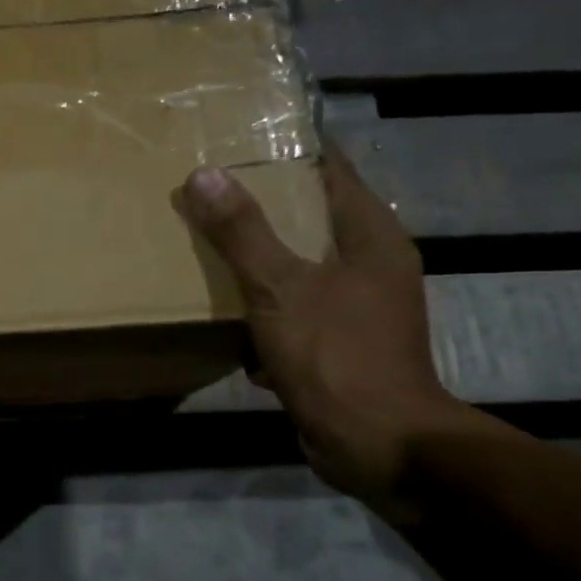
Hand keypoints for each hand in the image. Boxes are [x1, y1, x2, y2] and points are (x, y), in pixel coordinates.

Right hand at [180, 147, 477, 513]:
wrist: (376, 443)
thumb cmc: (336, 354)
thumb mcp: (280, 287)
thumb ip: (242, 232)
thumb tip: (204, 174)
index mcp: (372, 237)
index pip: (333, 171)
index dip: (292, 150)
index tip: (243, 137)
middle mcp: (372, 265)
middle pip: (312, 218)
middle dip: (263, 205)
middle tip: (209, 189)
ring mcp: (358, 307)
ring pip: (300, 265)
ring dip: (259, 259)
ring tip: (207, 244)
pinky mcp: (339, 343)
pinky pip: (294, 307)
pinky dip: (263, 306)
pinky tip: (226, 314)